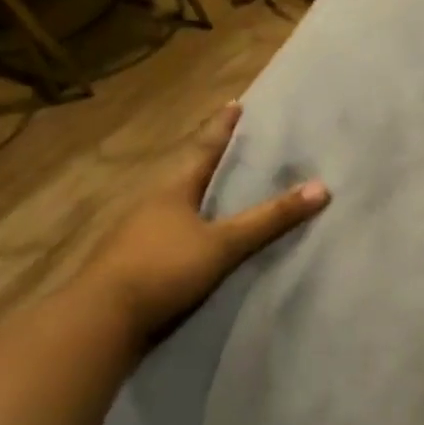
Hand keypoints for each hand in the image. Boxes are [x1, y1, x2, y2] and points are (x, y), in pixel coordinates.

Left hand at [78, 102, 328, 338]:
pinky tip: (205, 242)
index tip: (235, 104)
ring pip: (178, 207)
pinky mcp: (137, 264)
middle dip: (213, 163)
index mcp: (172, 190)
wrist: (102, 320)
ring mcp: (140, 235)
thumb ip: (270, 219)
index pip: (204, 149)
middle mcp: (153, 205)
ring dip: (201, 200)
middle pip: (189, 176)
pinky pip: (173, 236)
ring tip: (226, 196)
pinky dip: (193, 231)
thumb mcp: (224, 243)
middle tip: (238, 151)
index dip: (222, 128)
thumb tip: (322, 188)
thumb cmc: (163, 268)